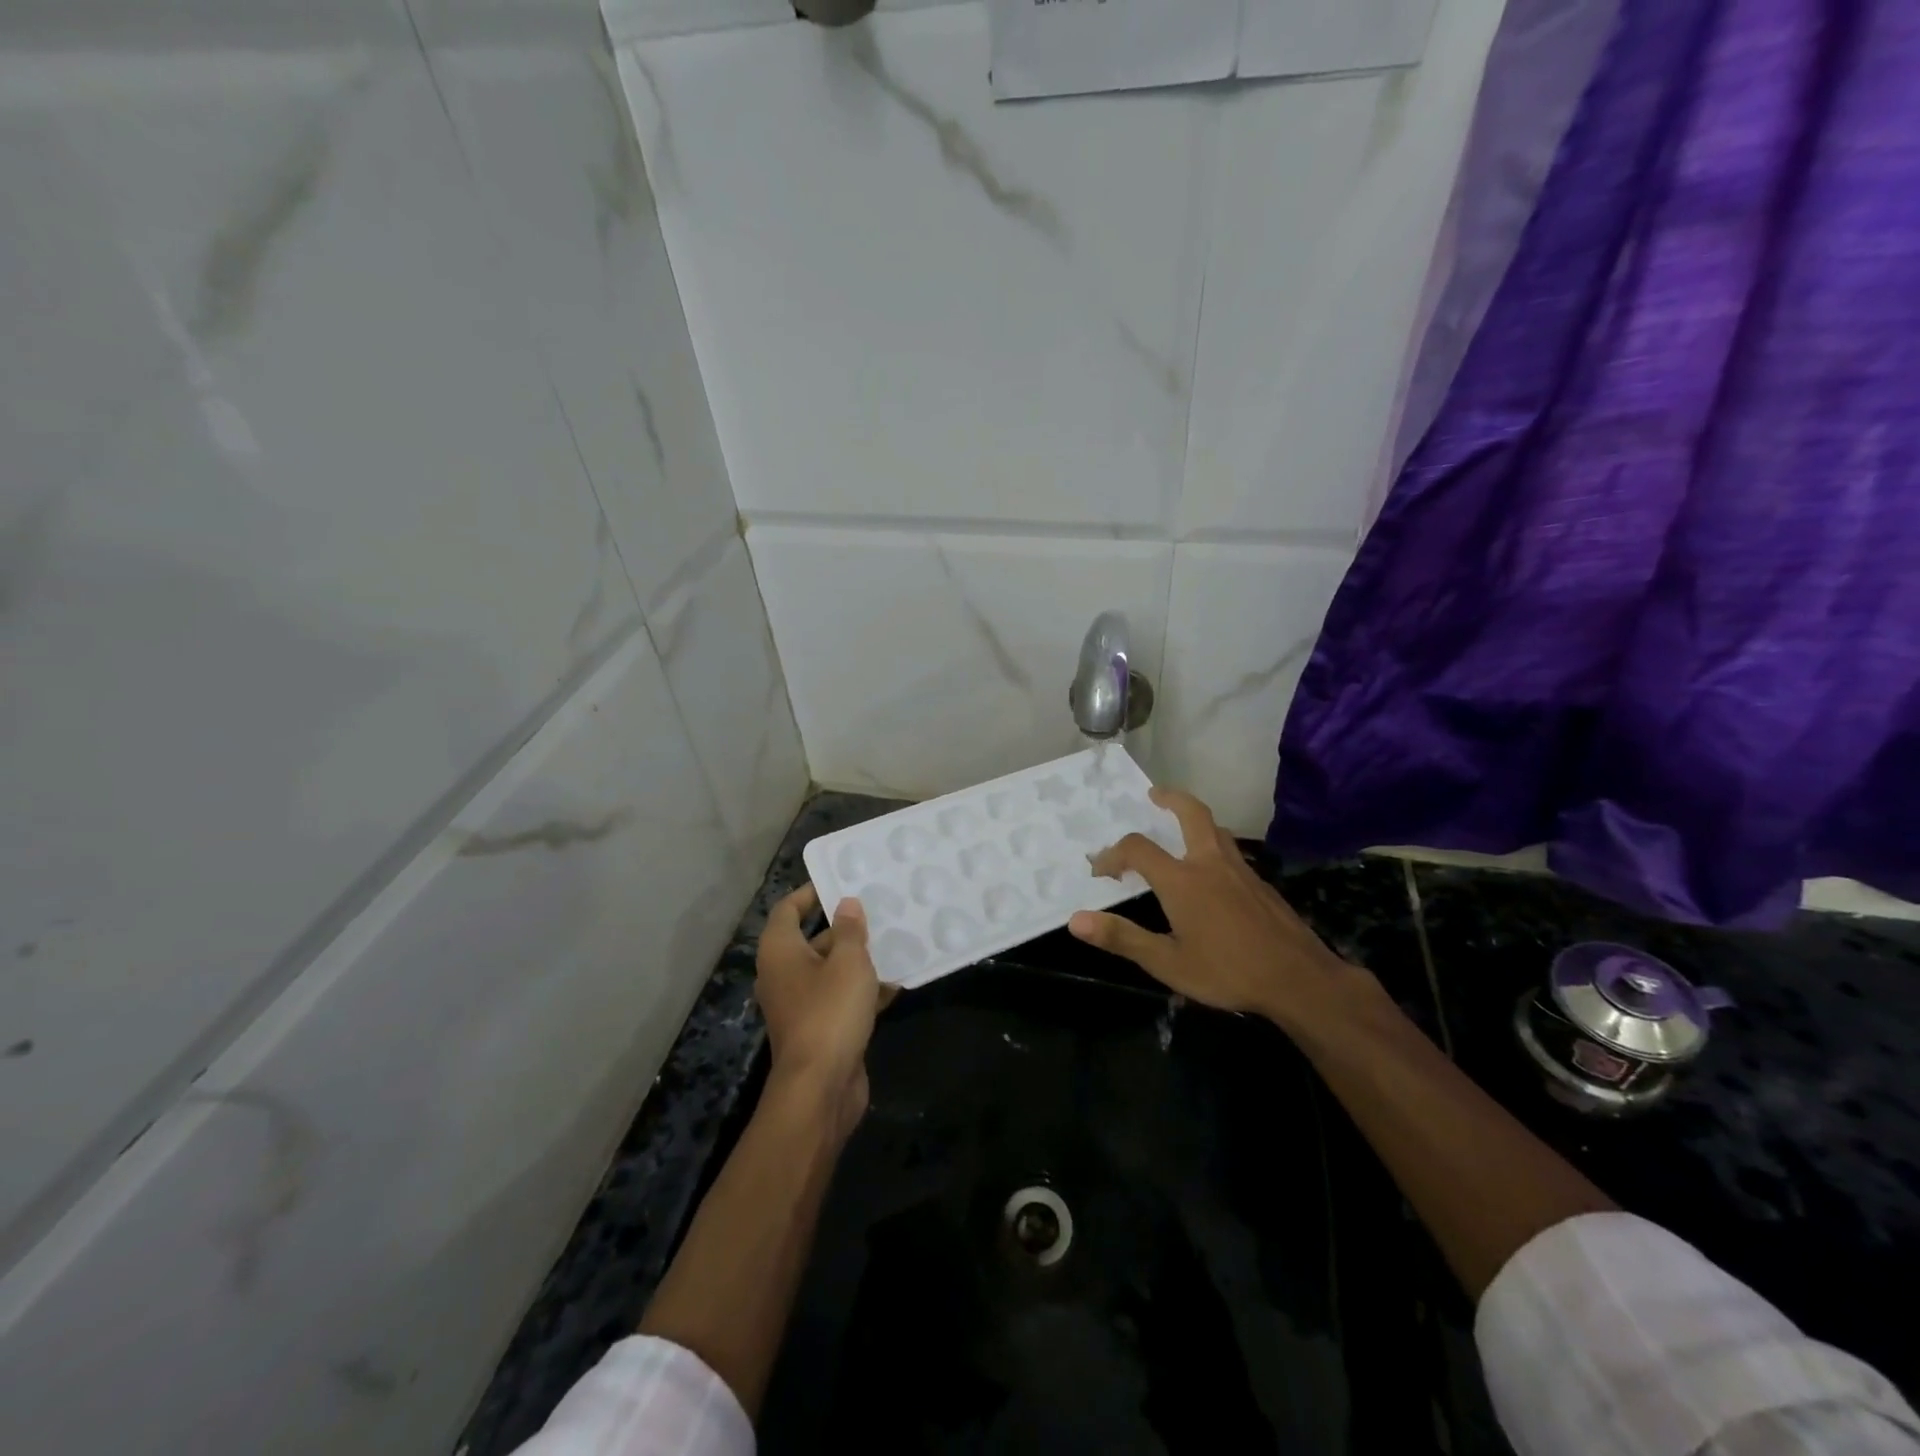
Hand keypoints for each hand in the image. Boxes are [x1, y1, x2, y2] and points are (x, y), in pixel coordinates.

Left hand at [755, 885, 892, 1138]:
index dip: (810, 892)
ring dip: (858, 959)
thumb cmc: (830, 1012)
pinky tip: (896, 981)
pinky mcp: (820, 1030)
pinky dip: (864, 990)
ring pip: (831, 971)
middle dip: (845, 926)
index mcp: (780, 952)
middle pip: (813, 940)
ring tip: (894, 939)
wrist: (820, 1088)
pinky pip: (842, 999)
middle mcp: (784, 975)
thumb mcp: (847, 963)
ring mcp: (801, 1005)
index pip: (788, 910)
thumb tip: (846, 905)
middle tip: (877, 909)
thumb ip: (850, 930)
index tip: (838, 881)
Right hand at [1068, 787, 1381, 1038]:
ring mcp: (1240, 870)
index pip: (1137, 849)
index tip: (1100, 871)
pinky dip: (1212, 843)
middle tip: (1153, 794)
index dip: (1112, 854)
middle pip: (1192, 813)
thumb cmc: (1228, 972)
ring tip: (1179, 825)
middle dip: (1170, 798)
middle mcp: (1210, 864)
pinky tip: (1212, 870)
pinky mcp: (1260, 883)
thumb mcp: (1167, 963)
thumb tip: (1076, 921)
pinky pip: (1230, 850)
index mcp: (1182, 880)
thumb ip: (1122, 938)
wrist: (1299, 979)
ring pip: (1215, 829)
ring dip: (1194, 818)